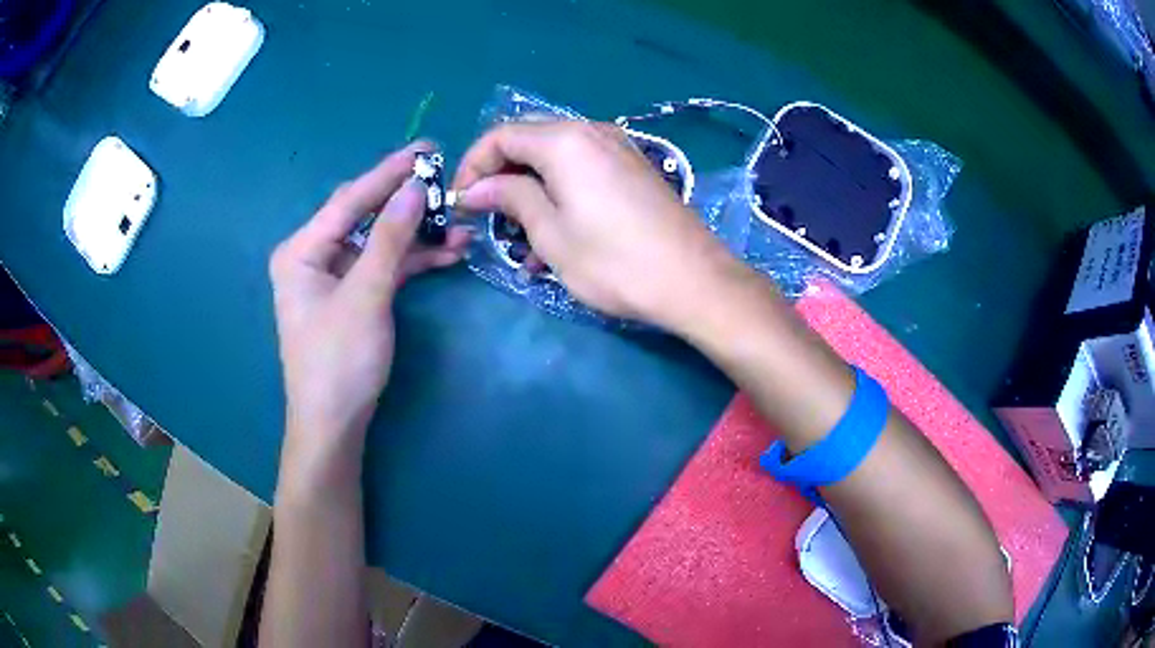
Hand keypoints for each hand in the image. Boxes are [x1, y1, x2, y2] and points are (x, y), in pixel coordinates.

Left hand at [270, 142, 469, 449]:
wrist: (334, 425)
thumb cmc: (339, 361)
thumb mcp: (365, 295)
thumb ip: (390, 238)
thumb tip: (416, 187)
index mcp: (302, 250)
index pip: (350, 200)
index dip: (389, 173)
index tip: (427, 149)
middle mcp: (314, 256)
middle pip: (364, 215)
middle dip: (406, 201)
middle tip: (445, 178)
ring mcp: (334, 277)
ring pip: (379, 241)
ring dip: (417, 234)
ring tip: (459, 222)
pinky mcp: (353, 296)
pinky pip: (383, 267)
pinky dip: (411, 260)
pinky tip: (446, 252)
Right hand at [452, 121, 743, 328]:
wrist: (694, 281)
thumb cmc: (614, 261)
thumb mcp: (550, 233)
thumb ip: (509, 197)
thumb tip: (474, 188)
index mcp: (565, 140)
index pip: (500, 135)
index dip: (472, 166)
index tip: (460, 202)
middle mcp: (591, 131)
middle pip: (528, 141)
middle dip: (500, 177)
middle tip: (488, 218)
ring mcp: (617, 148)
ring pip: (554, 159)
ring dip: (530, 191)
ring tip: (521, 240)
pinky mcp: (633, 168)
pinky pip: (582, 170)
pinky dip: (559, 194)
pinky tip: (555, 236)